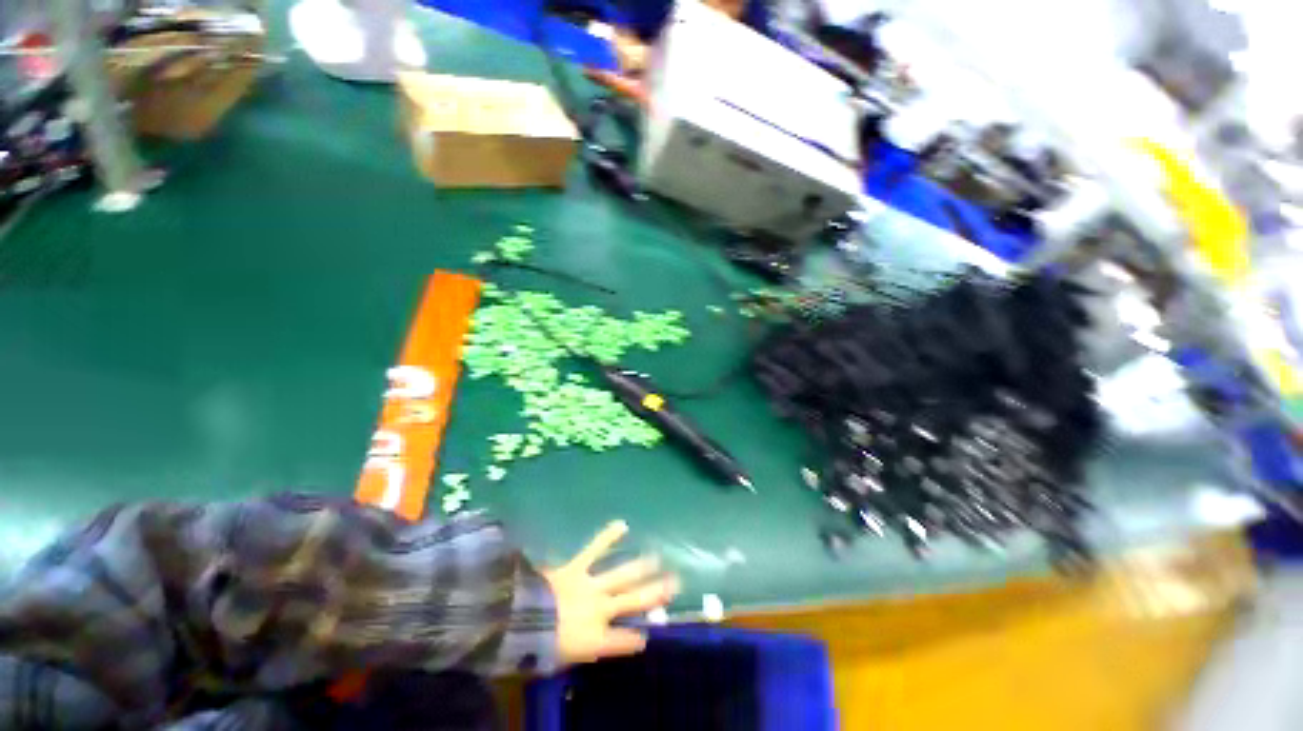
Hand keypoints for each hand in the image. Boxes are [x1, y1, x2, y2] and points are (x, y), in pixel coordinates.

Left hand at [543, 520, 678, 665]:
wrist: (521, 619)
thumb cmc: (538, 646)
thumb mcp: (561, 658)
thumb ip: (578, 649)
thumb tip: (585, 644)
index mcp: (597, 639)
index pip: (624, 641)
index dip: (635, 640)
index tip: (647, 637)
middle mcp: (602, 610)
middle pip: (634, 600)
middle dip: (656, 592)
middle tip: (675, 583)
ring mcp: (592, 585)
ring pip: (623, 576)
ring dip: (641, 566)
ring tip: (657, 558)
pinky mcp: (578, 567)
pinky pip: (595, 549)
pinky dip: (608, 537)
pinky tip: (623, 524)